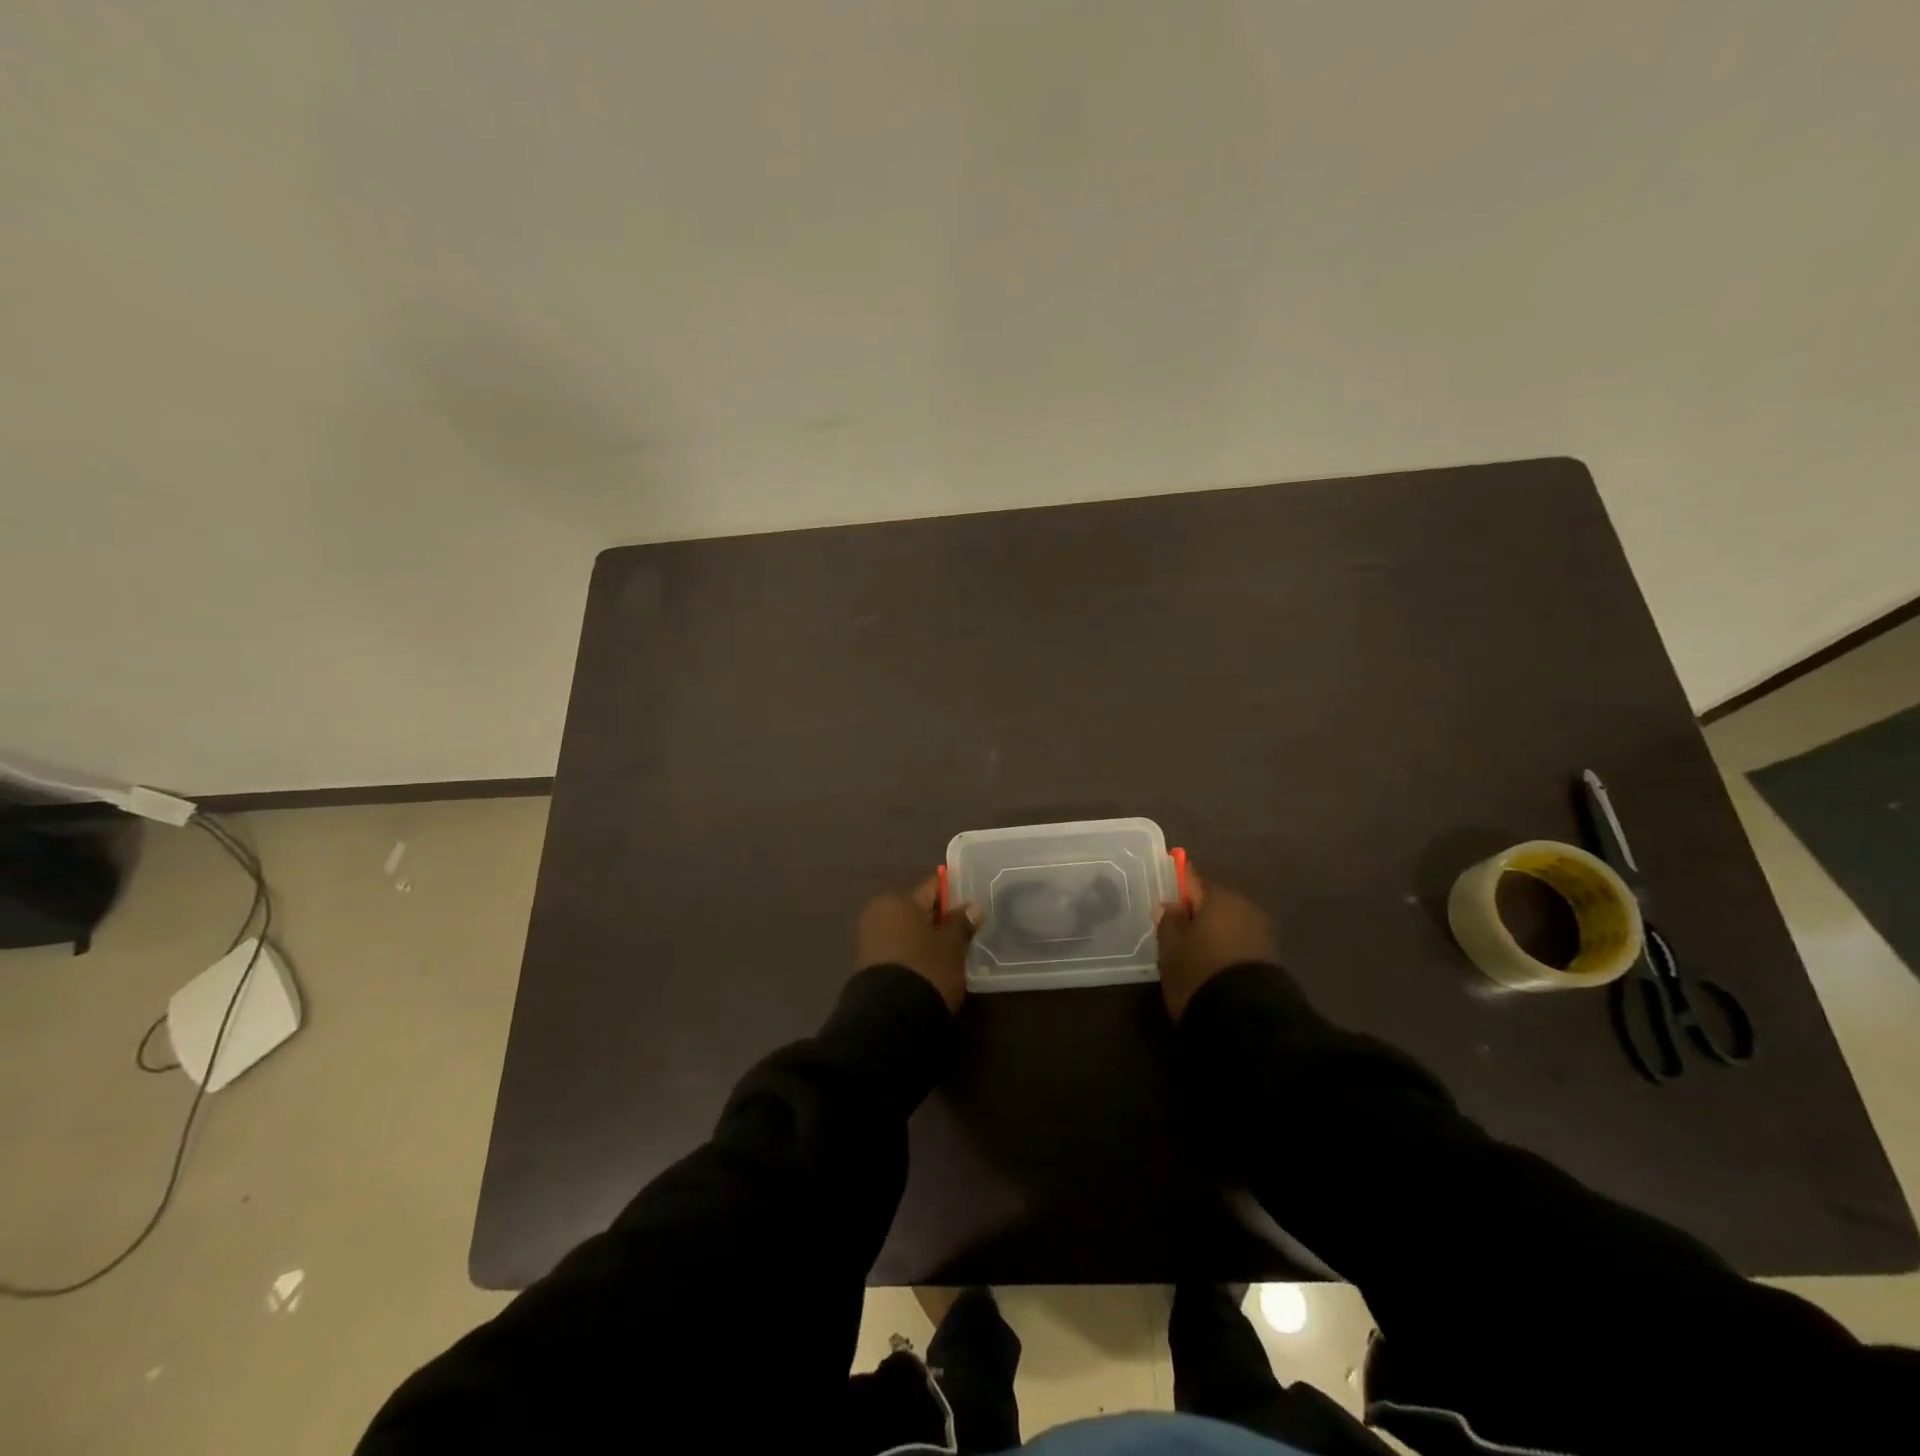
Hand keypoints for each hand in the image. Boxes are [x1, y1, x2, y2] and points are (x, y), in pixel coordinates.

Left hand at [856, 876, 977, 1012]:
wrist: (890, 1017)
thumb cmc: (926, 969)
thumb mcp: (951, 946)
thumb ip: (961, 923)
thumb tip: (972, 906)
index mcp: (898, 900)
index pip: (931, 888)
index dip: (951, 892)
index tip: (969, 898)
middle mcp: (879, 913)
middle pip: (916, 909)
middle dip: (937, 917)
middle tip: (963, 928)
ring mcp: (870, 939)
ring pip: (906, 930)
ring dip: (925, 937)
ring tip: (950, 950)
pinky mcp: (868, 964)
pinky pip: (897, 948)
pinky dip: (913, 952)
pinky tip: (930, 965)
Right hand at [1155, 865, 1278, 1020]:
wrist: (1247, 1019)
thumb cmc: (1199, 972)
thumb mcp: (1171, 946)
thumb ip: (1169, 920)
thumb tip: (1170, 904)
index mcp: (1219, 896)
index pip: (1192, 879)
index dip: (1177, 887)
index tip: (1165, 898)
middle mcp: (1245, 907)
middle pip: (1213, 903)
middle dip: (1196, 914)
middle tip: (1175, 933)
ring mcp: (1262, 933)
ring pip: (1228, 924)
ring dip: (1212, 933)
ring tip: (1193, 954)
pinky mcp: (1271, 959)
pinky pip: (1239, 944)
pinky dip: (1226, 950)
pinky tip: (1212, 967)